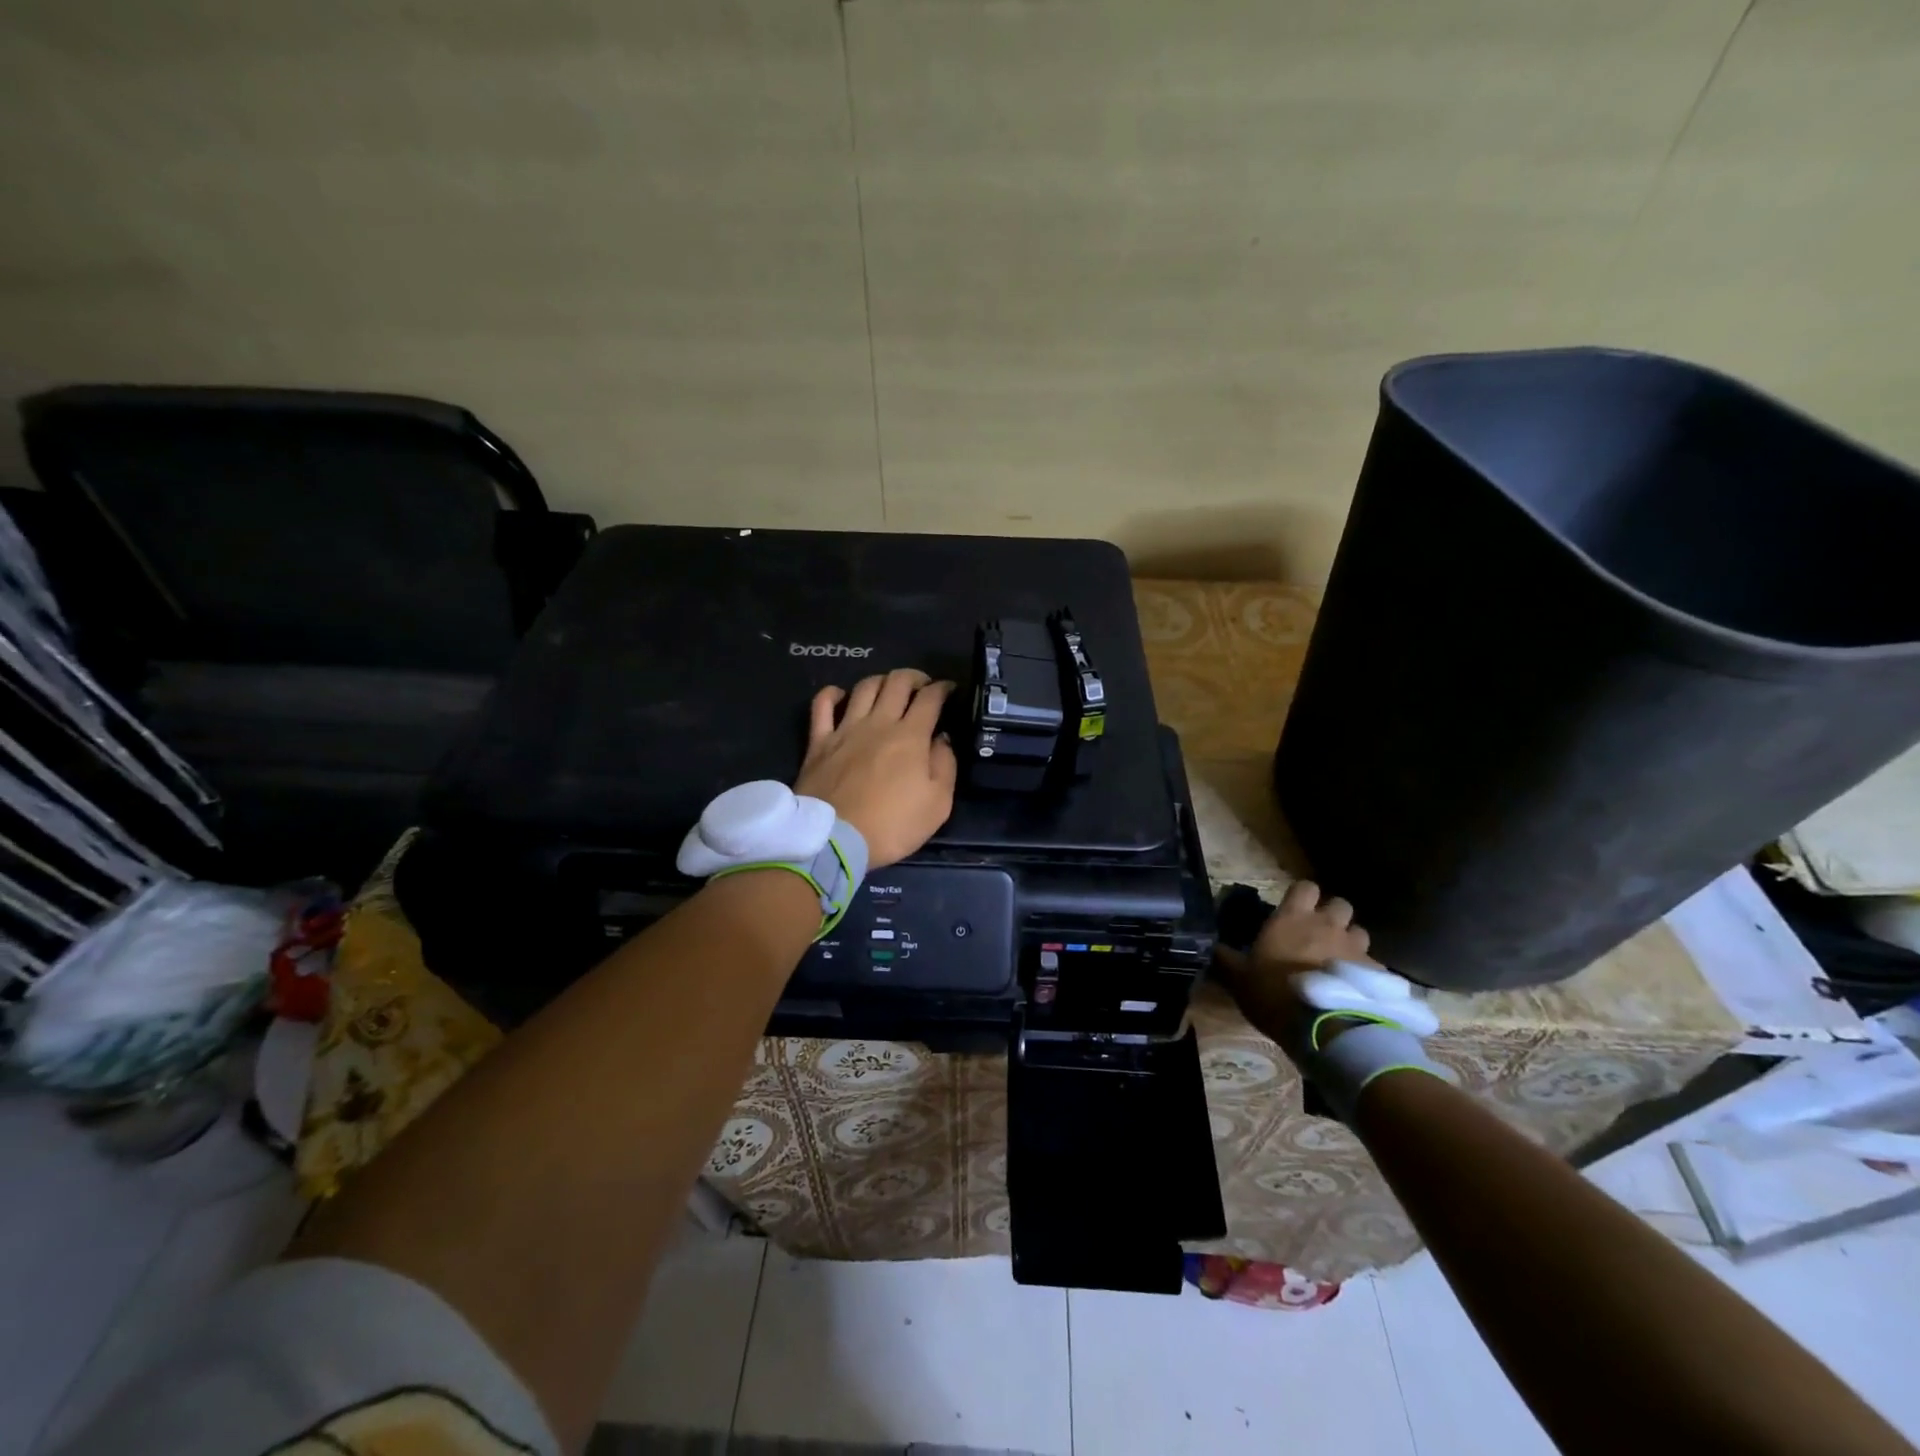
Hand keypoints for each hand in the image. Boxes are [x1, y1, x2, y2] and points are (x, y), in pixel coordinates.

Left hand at [795, 669, 957, 867]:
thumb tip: (941, 739)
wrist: (834, 840)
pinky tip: (841, 695)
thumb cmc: (892, 826)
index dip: (943, 688)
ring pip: (865, 687)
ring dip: (881, 681)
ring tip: (889, 689)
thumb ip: (945, 765)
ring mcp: (846, 729)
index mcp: (911, 736)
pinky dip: (833, 694)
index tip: (950, 690)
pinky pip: (822, 705)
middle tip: (922, 687)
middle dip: (915, 677)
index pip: (930, 698)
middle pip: (898, 682)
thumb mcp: (938, 804)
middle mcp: (879, 723)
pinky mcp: (819, 741)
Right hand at [1213, 879, 1373, 1050]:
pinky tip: (1355, 989)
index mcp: (1292, 919)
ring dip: (1350, 941)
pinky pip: (1372, 964)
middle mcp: (1327, 925)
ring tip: (1340, 961)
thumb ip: (1227, 959)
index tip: (1294, 909)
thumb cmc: (1275, 994)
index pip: (1305, 887)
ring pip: (1359, 931)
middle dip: (1332, 915)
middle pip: (1339, 904)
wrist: (1325, 1028)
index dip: (1301, 896)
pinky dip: (1364, 972)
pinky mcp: (1377, 973)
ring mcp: (1355, 948)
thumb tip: (1210, 947)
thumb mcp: (1239, 979)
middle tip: (1320, 934)